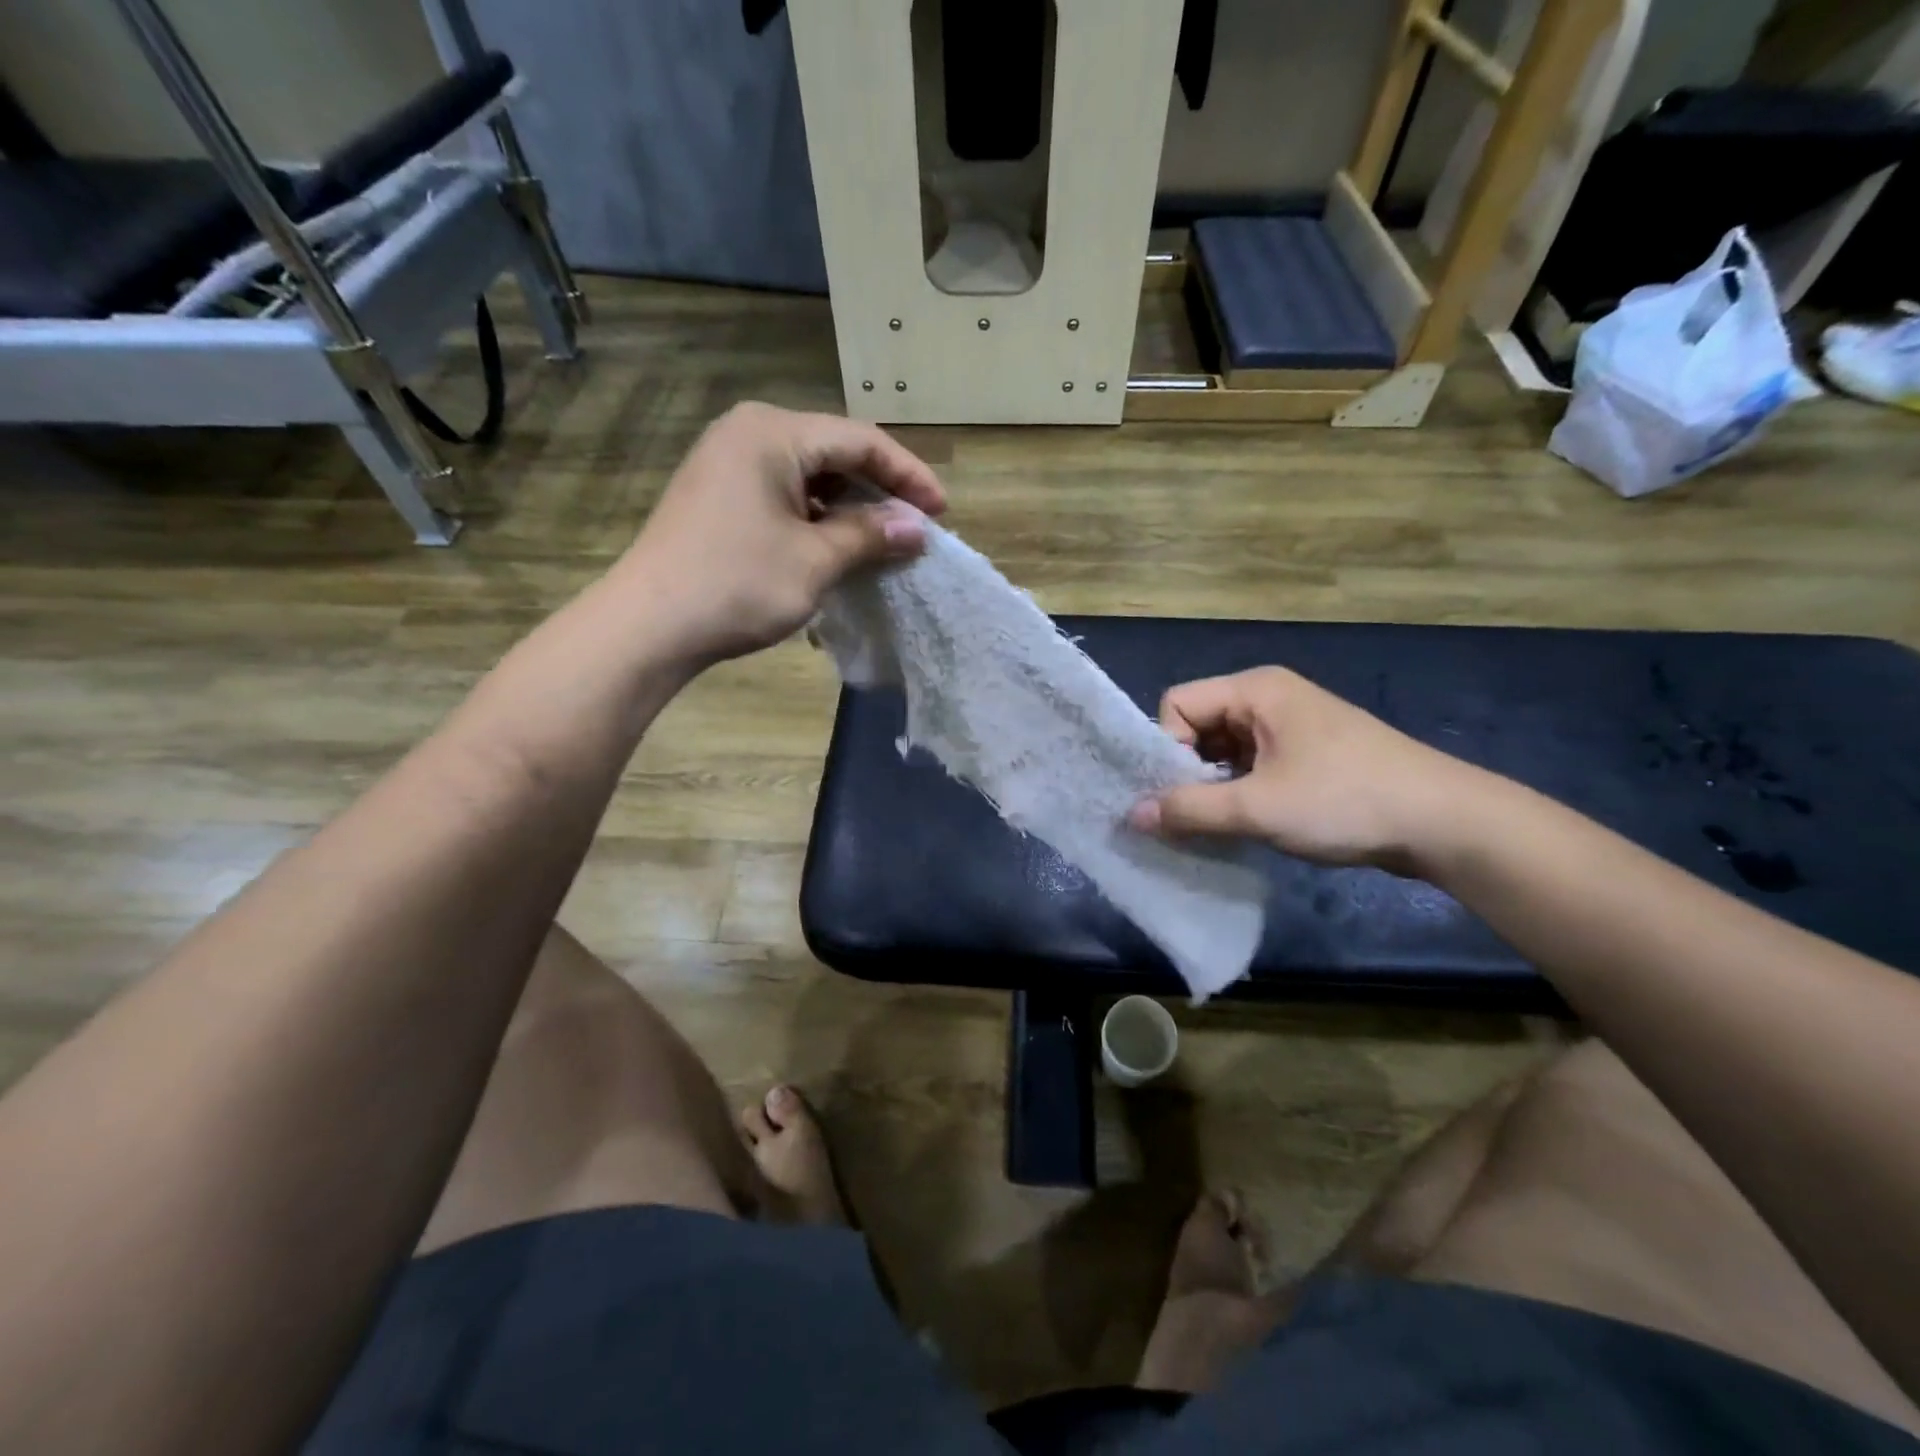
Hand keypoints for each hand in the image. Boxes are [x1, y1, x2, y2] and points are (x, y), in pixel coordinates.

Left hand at [618, 402, 945, 662]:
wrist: (647, 626)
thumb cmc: (737, 584)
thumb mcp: (815, 560)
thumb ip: (870, 535)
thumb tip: (917, 528)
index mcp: (773, 432)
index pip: (860, 441)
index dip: (907, 475)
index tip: (941, 512)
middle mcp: (748, 433)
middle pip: (834, 452)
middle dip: (879, 491)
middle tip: (915, 528)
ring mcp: (727, 463)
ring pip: (809, 476)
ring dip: (849, 508)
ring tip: (883, 542)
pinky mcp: (718, 495)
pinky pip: (783, 495)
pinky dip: (817, 519)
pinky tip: (838, 547)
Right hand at [1128, 667, 1487, 872]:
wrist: (1446, 823)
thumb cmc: (1345, 801)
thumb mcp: (1259, 808)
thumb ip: (1190, 810)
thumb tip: (1132, 816)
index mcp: (1256, 690)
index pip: (1177, 704)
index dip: (1167, 747)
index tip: (1179, 793)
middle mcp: (1269, 698)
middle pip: (1198, 726)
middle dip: (1187, 771)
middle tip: (1192, 815)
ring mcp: (1291, 726)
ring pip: (1224, 750)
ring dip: (1213, 787)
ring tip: (1220, 824)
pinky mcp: (1308, 755)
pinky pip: (1251, 765)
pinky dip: (1239, 792)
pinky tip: (1247, 823)